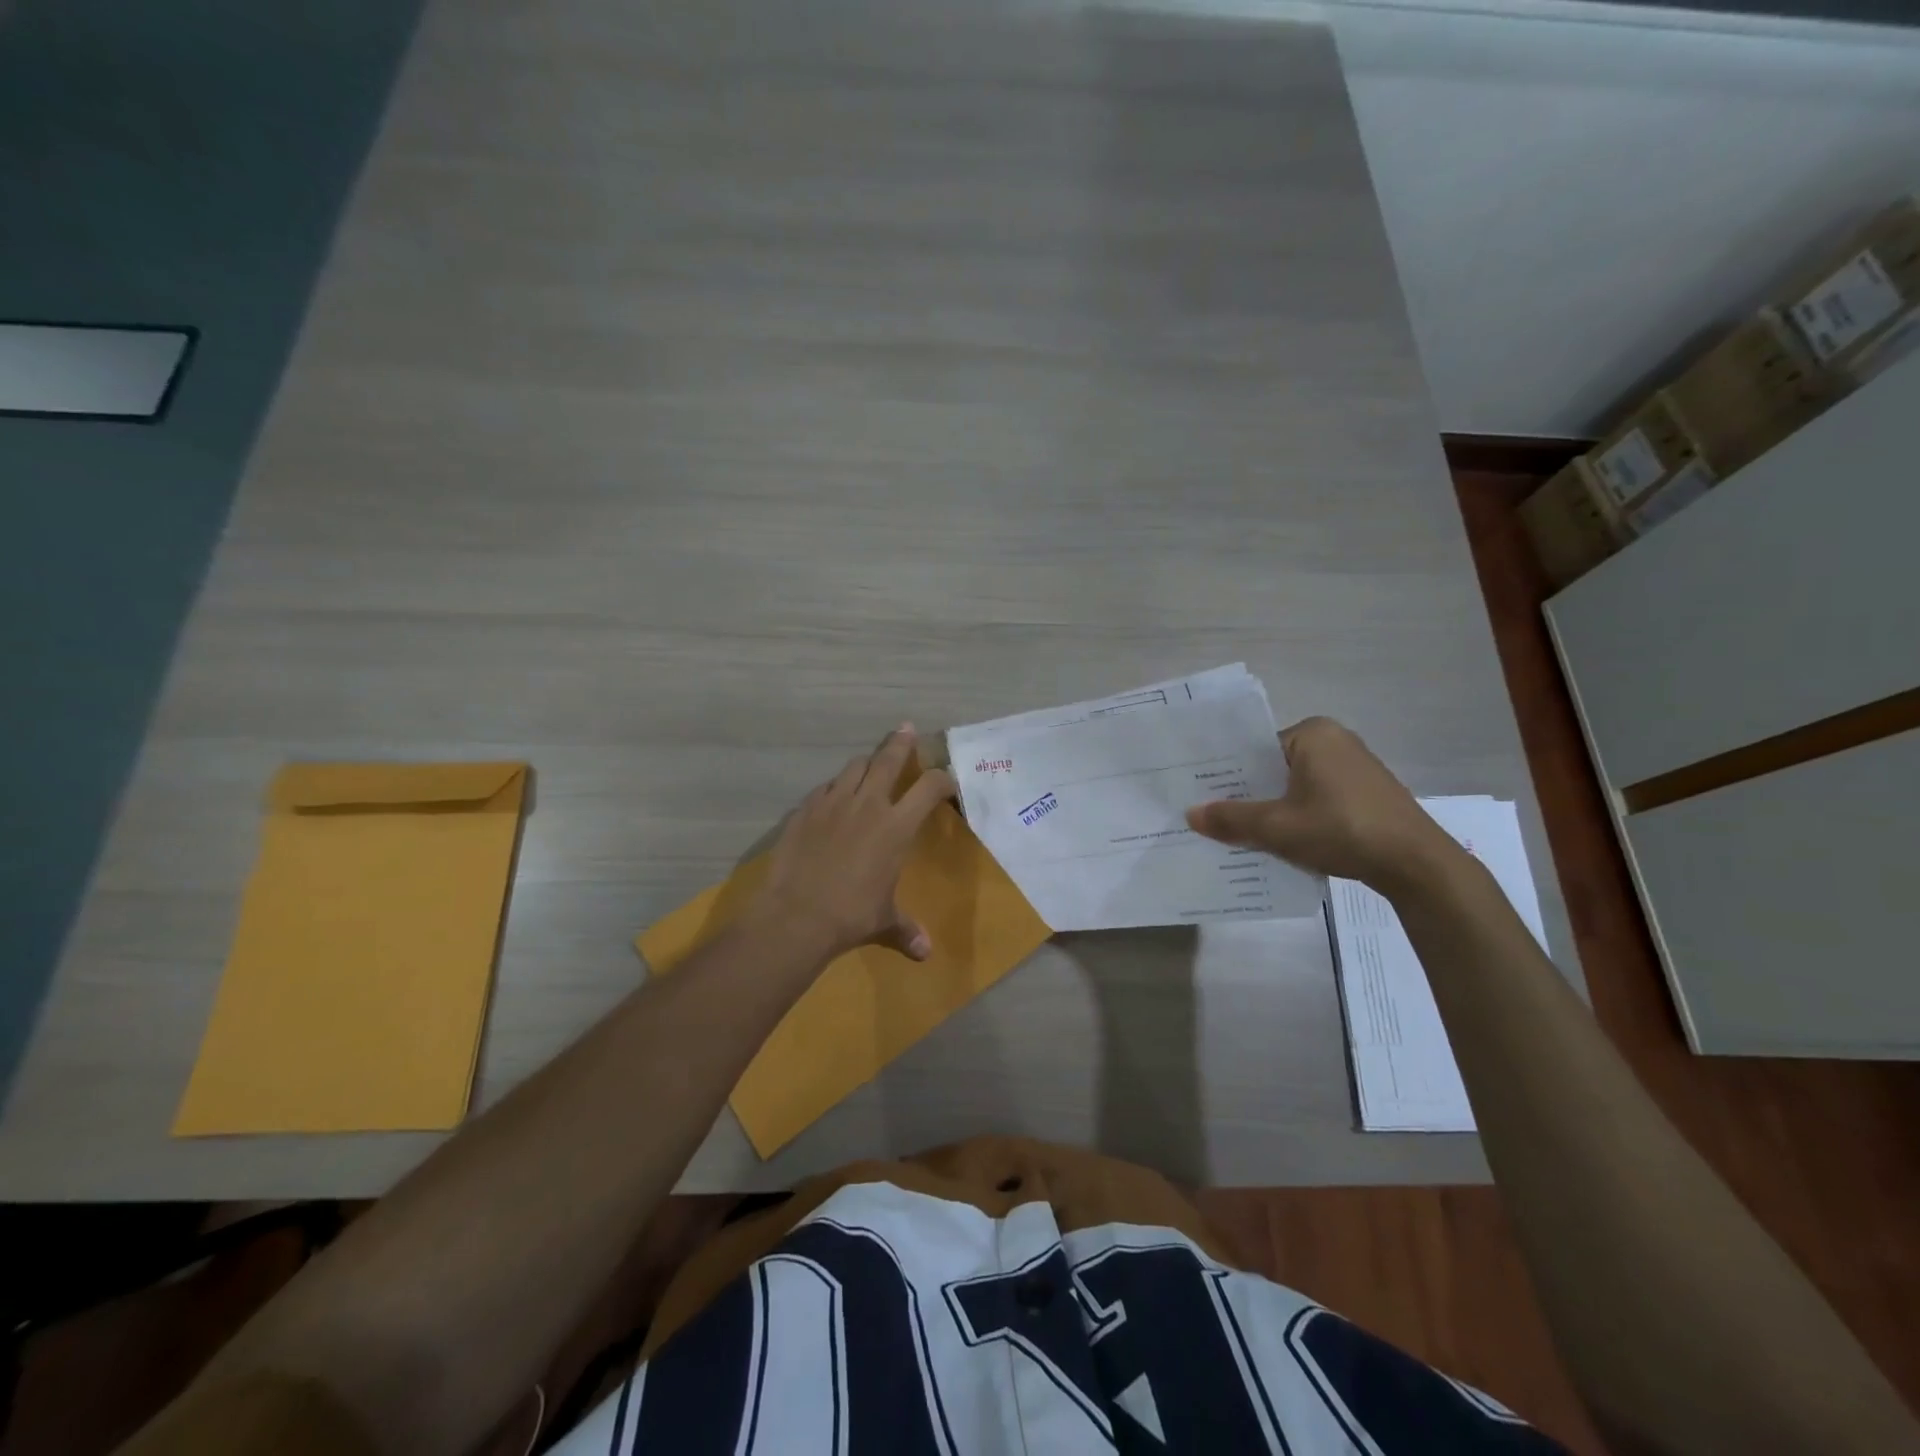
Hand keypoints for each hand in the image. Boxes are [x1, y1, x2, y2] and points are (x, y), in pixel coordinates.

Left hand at [750, 725, 957, 962]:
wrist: (796, 915)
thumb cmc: (851, 915)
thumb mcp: (884, 921)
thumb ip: (906, 930)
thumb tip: (925, 954)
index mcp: (896, 826)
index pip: (929, 788)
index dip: (942, 779)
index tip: (946, 780)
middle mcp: (868, 804)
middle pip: (889, 759)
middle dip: (900, 742)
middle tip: (906, 729)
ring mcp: (833, 802)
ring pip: (854, 767)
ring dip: (866, 764)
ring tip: (870, 766)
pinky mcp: (804, 809)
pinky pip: (824, 788)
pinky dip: (834, 788)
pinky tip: (833, 798)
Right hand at [1185, 716, 1458, 890]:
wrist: (1417, 865)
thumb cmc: (1342, 829)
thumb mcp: (1277, 827)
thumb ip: (1231, 819)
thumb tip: (1190, 815)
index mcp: (1313, 734)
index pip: (1254, 749)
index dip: (1226, 774)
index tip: (1200, 794)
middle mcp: (1335, 741)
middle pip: (1274, 768)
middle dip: (1247, 793)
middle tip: (1211, 816)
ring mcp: (1354, 768)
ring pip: (1295, 786)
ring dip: (1271, 809)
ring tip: (1238, 832)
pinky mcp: (1366, 794)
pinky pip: (1316, 799)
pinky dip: (1297, 816)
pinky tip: (1280, 841)